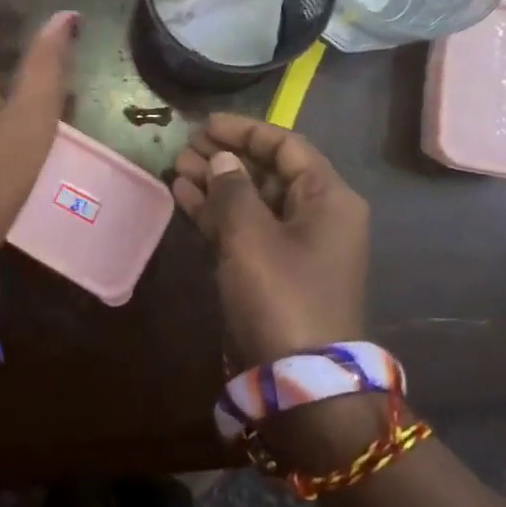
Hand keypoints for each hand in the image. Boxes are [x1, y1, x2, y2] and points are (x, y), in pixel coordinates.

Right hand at [171, 114, 370, 370]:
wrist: (300, 382)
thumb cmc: (281, 295)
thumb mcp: (251, 235)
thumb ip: (232, 188)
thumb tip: (221, 160)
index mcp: (328, 198)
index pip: (286, 145)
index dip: (245, 131)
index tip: (206, 124)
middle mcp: (317, 215)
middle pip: (269, 171)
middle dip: (226, 157)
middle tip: (185, 147)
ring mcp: (296, 245)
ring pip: (253, 200)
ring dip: (217, 183)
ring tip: (177, 168)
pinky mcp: (275, 271)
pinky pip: (246, 228)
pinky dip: (217, 213)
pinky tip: (184, 197)